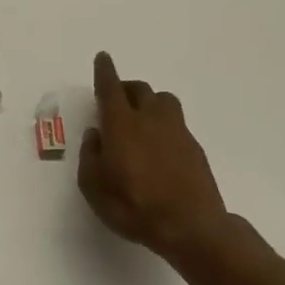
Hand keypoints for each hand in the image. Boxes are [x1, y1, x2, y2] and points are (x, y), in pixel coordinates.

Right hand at [79, 51, 247, 263]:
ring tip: (140, 118)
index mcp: (122, 125)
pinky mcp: (194, 147)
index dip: (105, 72)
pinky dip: (163, 124)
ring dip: (149, 101)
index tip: (103, 58)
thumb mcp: (94, 186)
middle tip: (115, 100)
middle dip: (125, 88)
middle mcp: (150, 119)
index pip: (111, 88)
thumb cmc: (133, 206)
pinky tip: (158, 145)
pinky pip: (176, 123)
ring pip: (163, 100)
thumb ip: (91, 156)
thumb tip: (96, 135)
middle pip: (140, 89)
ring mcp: (177, 132)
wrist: (190, 226)